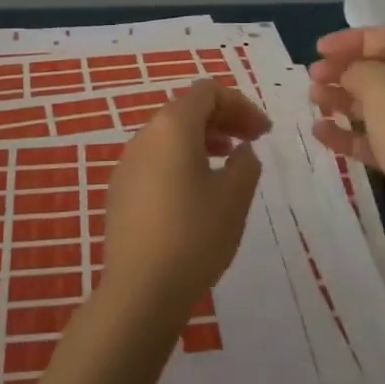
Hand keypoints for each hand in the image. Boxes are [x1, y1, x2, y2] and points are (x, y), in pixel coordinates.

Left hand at [101, 80, 267, 321]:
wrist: (140, 291)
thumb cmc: (194, 235)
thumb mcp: (235, 197)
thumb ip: (246, 163)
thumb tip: (241, 151)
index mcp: (172, 126)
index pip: (207, 92)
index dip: (240, 104)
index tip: (264, 132)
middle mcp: (145, 136)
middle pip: (187, 109)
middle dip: (224, 119)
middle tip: (253, 141)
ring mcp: (127, 163)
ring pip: (170, 135)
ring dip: (204, 139)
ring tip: (230, 162)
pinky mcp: (121, 190)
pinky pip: (156, 159)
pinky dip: (182, 159)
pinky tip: (198, 191)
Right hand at [309, 28, 384, 269]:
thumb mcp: (380, 83)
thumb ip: (357, 67)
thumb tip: (348, 73)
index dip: (353, 40)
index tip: (319, 49)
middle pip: (384, 71)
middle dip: (345, 71)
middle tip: (312, 77)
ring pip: (377, 106)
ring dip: (342, 99)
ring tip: (313, 101)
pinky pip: (376, 138)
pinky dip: (349, 133)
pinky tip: (320, 132)